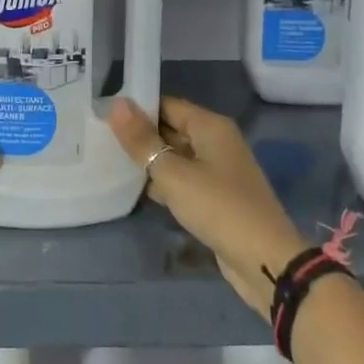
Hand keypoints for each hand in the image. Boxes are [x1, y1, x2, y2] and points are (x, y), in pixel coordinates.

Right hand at [109, 96, 309, 315]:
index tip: (103, 113)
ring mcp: (218, 171)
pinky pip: (184, 180)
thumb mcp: (173, 173)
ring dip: (149, 161)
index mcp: (211, 126)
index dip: (137, 108)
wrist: (264, 259)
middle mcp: (216, 142)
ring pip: (176, 157)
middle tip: (99, 136)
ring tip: (109, 160)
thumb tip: (116, 104)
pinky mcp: (216, 197)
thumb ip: (143, 141)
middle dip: (140, 135)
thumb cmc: (218, 207)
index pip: (167, 105)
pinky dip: (163, 183)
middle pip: (171, 129)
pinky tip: (137, 190)